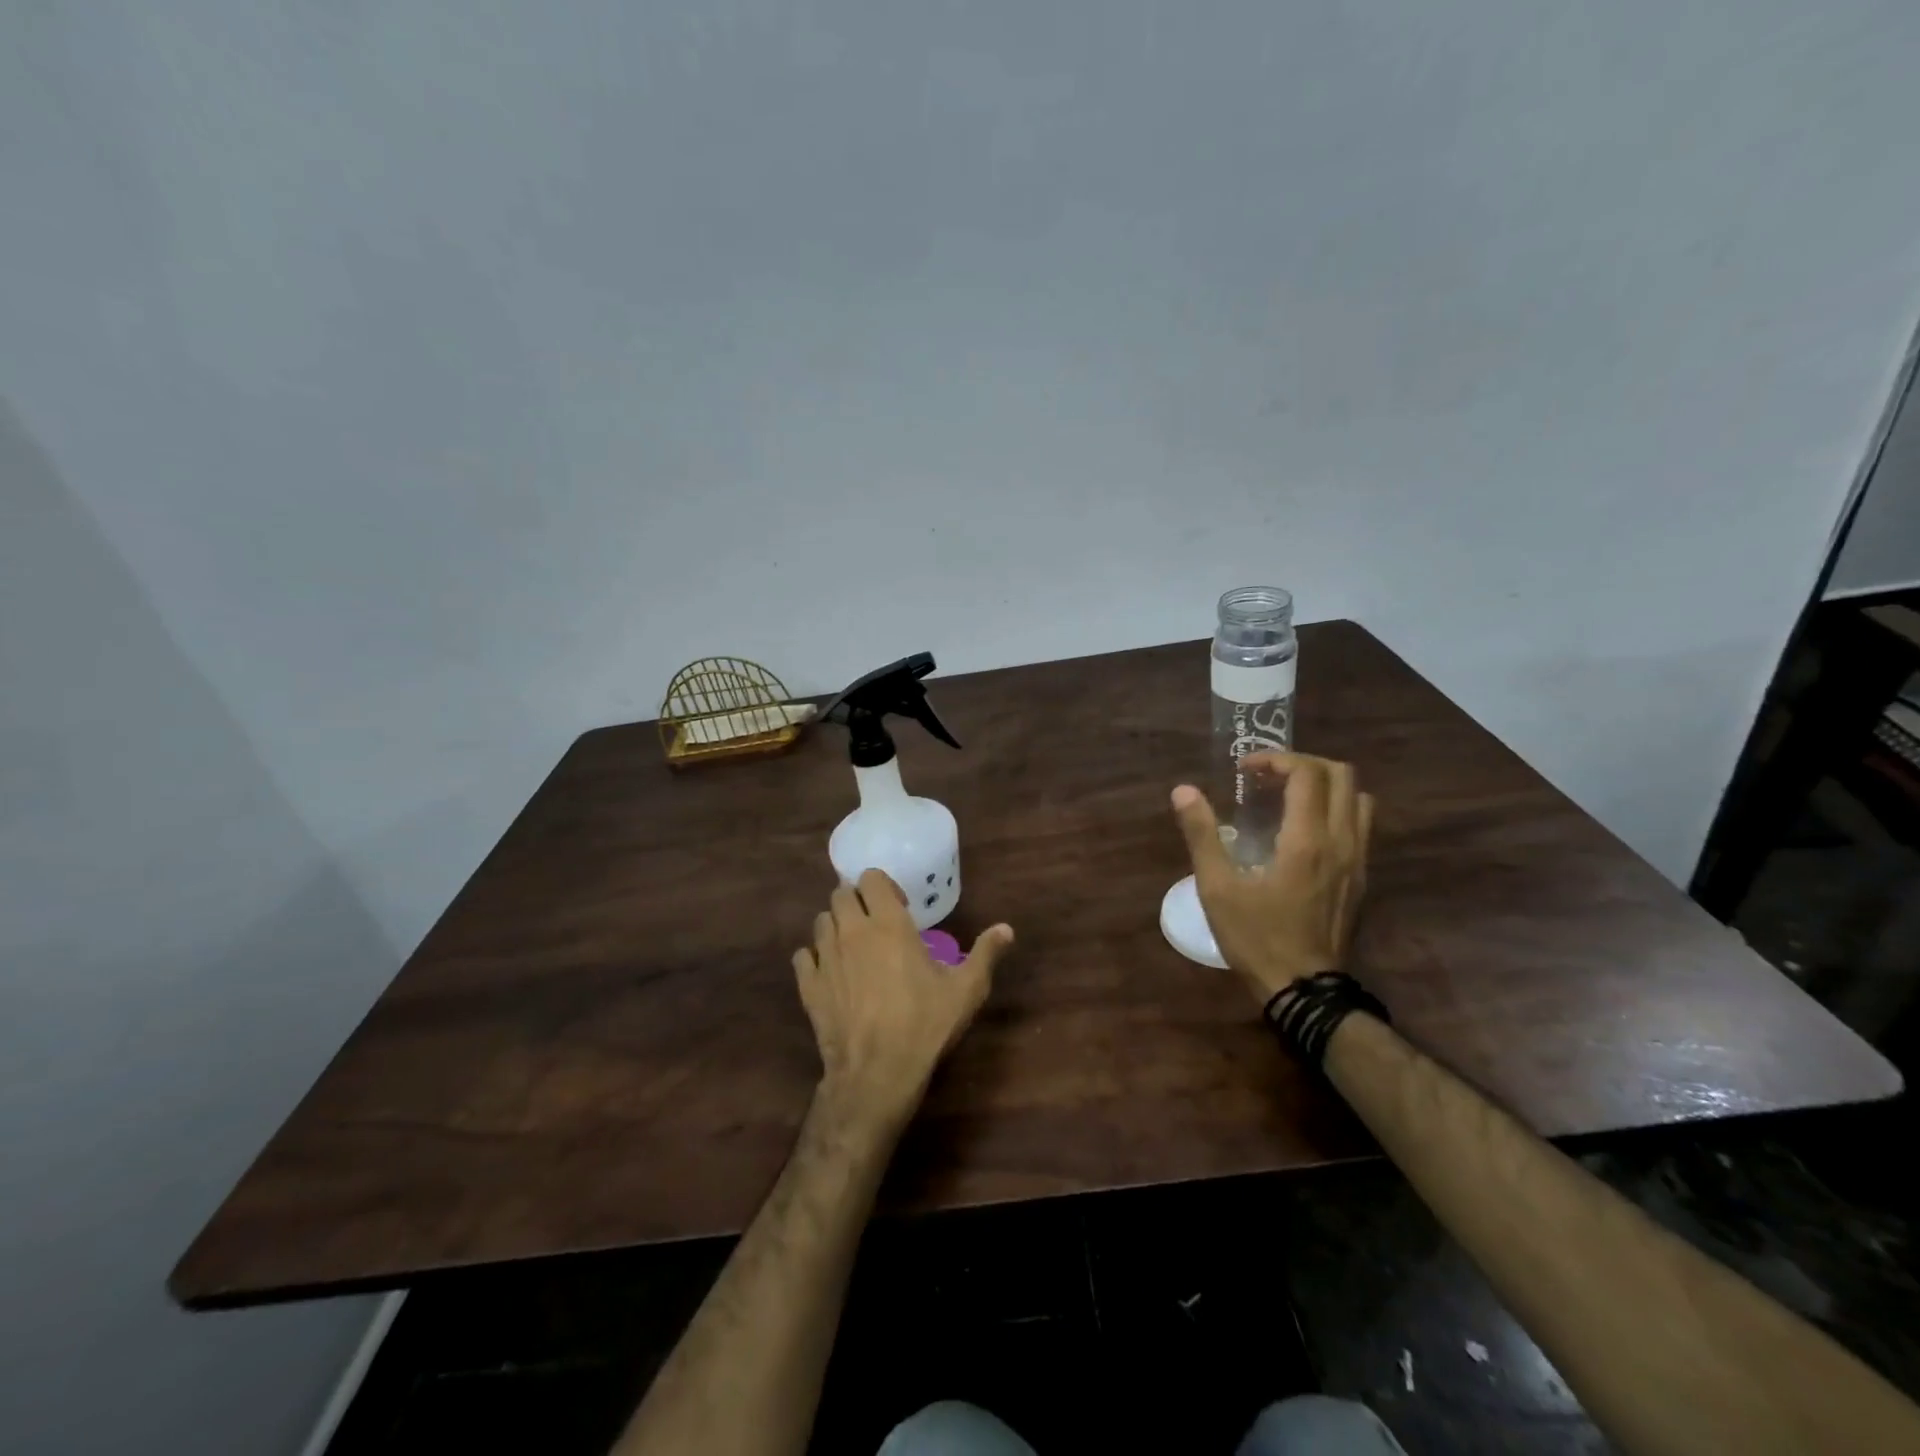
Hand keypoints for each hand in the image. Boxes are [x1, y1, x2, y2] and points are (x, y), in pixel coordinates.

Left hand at [793, 869, 1014, 1132]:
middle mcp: (852, 931)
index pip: (871, 877)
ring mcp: (826, 957)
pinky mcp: (809, 985)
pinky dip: (815, 958)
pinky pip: (804, 956)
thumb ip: (986, 953)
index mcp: (888, 923)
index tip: (900, 907)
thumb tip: (1007, 928)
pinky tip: (831, 973)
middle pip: (841, 894)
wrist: (877, 1073)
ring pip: (821, 921)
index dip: (883, 886)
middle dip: (857, 901)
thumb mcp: (967, 989)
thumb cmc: (925, 1024)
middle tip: (876, 924)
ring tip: (854, 947)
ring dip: (836, 926)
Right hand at [1171, 752, 1373, 1004]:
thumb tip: (1183, 791)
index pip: (1307, 774)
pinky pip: (1361, 825)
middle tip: (1267, 777)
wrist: (1304, 990)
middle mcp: (1342, 842)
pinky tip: (1303, 830)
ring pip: (1359, 798)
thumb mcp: (1218, 888)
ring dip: (1325, 785)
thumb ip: (1201, 834)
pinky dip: (1335, 809)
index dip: (1276, 759)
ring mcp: (1359, 861)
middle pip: (1342, 776)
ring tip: (1288, 796)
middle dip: (1303, 764)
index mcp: (1307, 840)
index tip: (1244, 770)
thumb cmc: (1256, 937)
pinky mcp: (1362, 878)